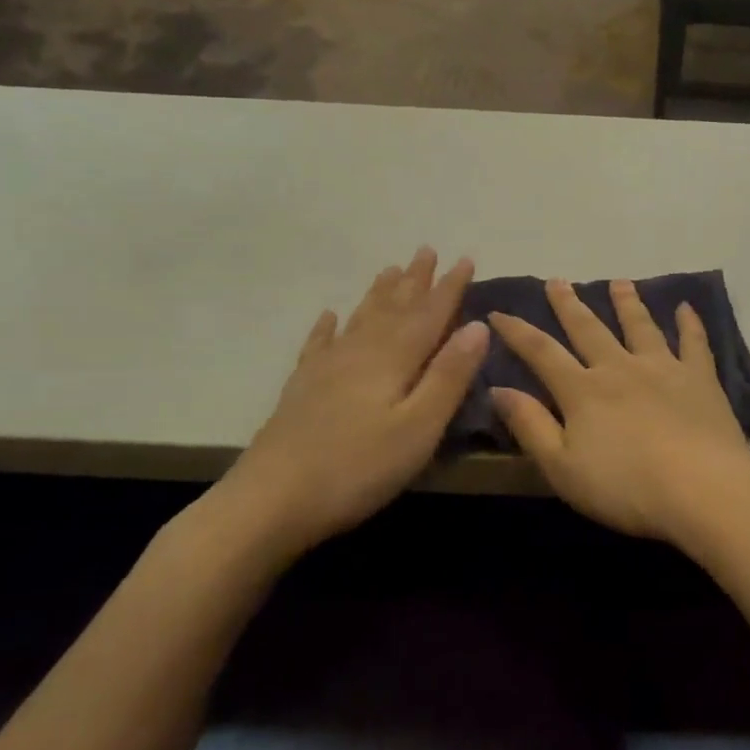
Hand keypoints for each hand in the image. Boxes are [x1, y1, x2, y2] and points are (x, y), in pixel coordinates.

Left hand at [208, 248, 486, 564]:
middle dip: (414, 280)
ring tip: (390, 269)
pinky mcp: (302, 388)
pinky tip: (330, 316)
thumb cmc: (358, 467)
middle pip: (393, 308)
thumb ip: (449, 376)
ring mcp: (326, 368)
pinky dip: (328, 327)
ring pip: (360, 319)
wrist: (271, 499)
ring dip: (379, 294)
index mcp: (393, 359)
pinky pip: (319, 344)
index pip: (429, 314)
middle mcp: (360, 352)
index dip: (450, 287)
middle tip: (426, 250)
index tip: (466, 259)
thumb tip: (478, 326)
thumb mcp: (419, 427)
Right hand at [488, 278, 749, 543]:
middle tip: (558, 281)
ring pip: (640, 326)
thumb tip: (499, 389)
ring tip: (619, 282)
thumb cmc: (626, 488)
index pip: (541, 353)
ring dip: (627, 302)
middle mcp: (620, 368)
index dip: (517, 332)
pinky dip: (689, 323)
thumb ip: (531, 426)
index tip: (498, 311)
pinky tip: (686, 307)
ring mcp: (663, 368)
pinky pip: (694, 342)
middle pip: (589, 329)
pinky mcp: (700, 379)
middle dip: (569, 305)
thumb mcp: (562, 468)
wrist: (702, 490)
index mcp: (583, 391)